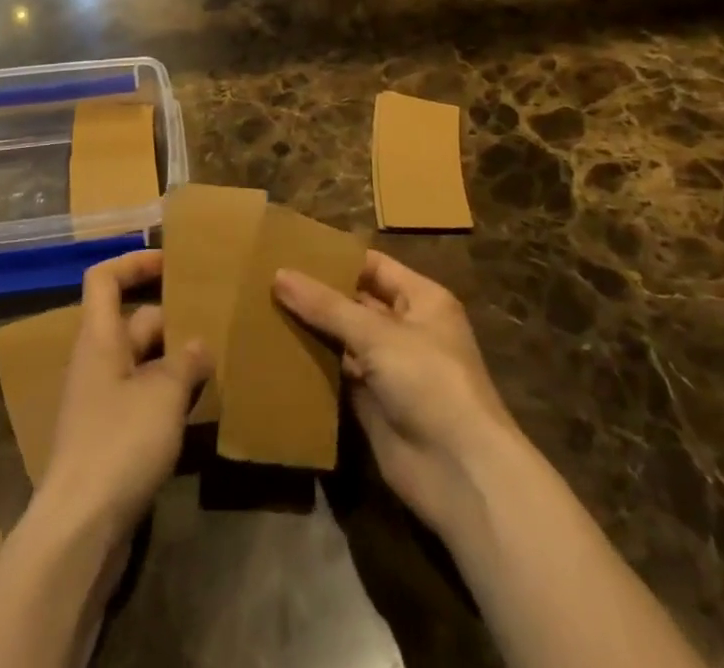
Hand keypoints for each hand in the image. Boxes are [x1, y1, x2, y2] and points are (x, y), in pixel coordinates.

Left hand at [36, 250, 210, 544]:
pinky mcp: (110, 437)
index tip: (172, 261)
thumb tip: (199, 345)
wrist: (79, 529)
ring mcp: (101, 401)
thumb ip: (185, 362)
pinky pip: (143, 397)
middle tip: (215, 321)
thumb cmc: (118, 443)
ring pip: (142, 362)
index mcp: (99, 338)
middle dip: (172, 319)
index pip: (105, 279)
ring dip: (175, 360)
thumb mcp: (163, 395)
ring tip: (217, 361)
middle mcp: (97, 361)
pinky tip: (200, 408)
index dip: (134, 262)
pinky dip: (168, 395)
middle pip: (133, 321)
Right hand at [275, 251, 519, 537]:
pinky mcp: (373, 404)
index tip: (291, 248)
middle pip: (355, 302)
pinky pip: (338, 375)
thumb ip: (327, 306)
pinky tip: (276, 352)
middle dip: (317, 294)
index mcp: (421, 300)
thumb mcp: (377, 335)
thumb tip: (279, 274)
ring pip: (343, 339)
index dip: (336, 258)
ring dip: (311, 329)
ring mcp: (389, 368)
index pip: (372, 266)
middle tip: (267, 278)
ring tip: (262, 308)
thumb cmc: (429, 382)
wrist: (460, 473)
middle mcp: (406, 329)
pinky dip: (313, 366)